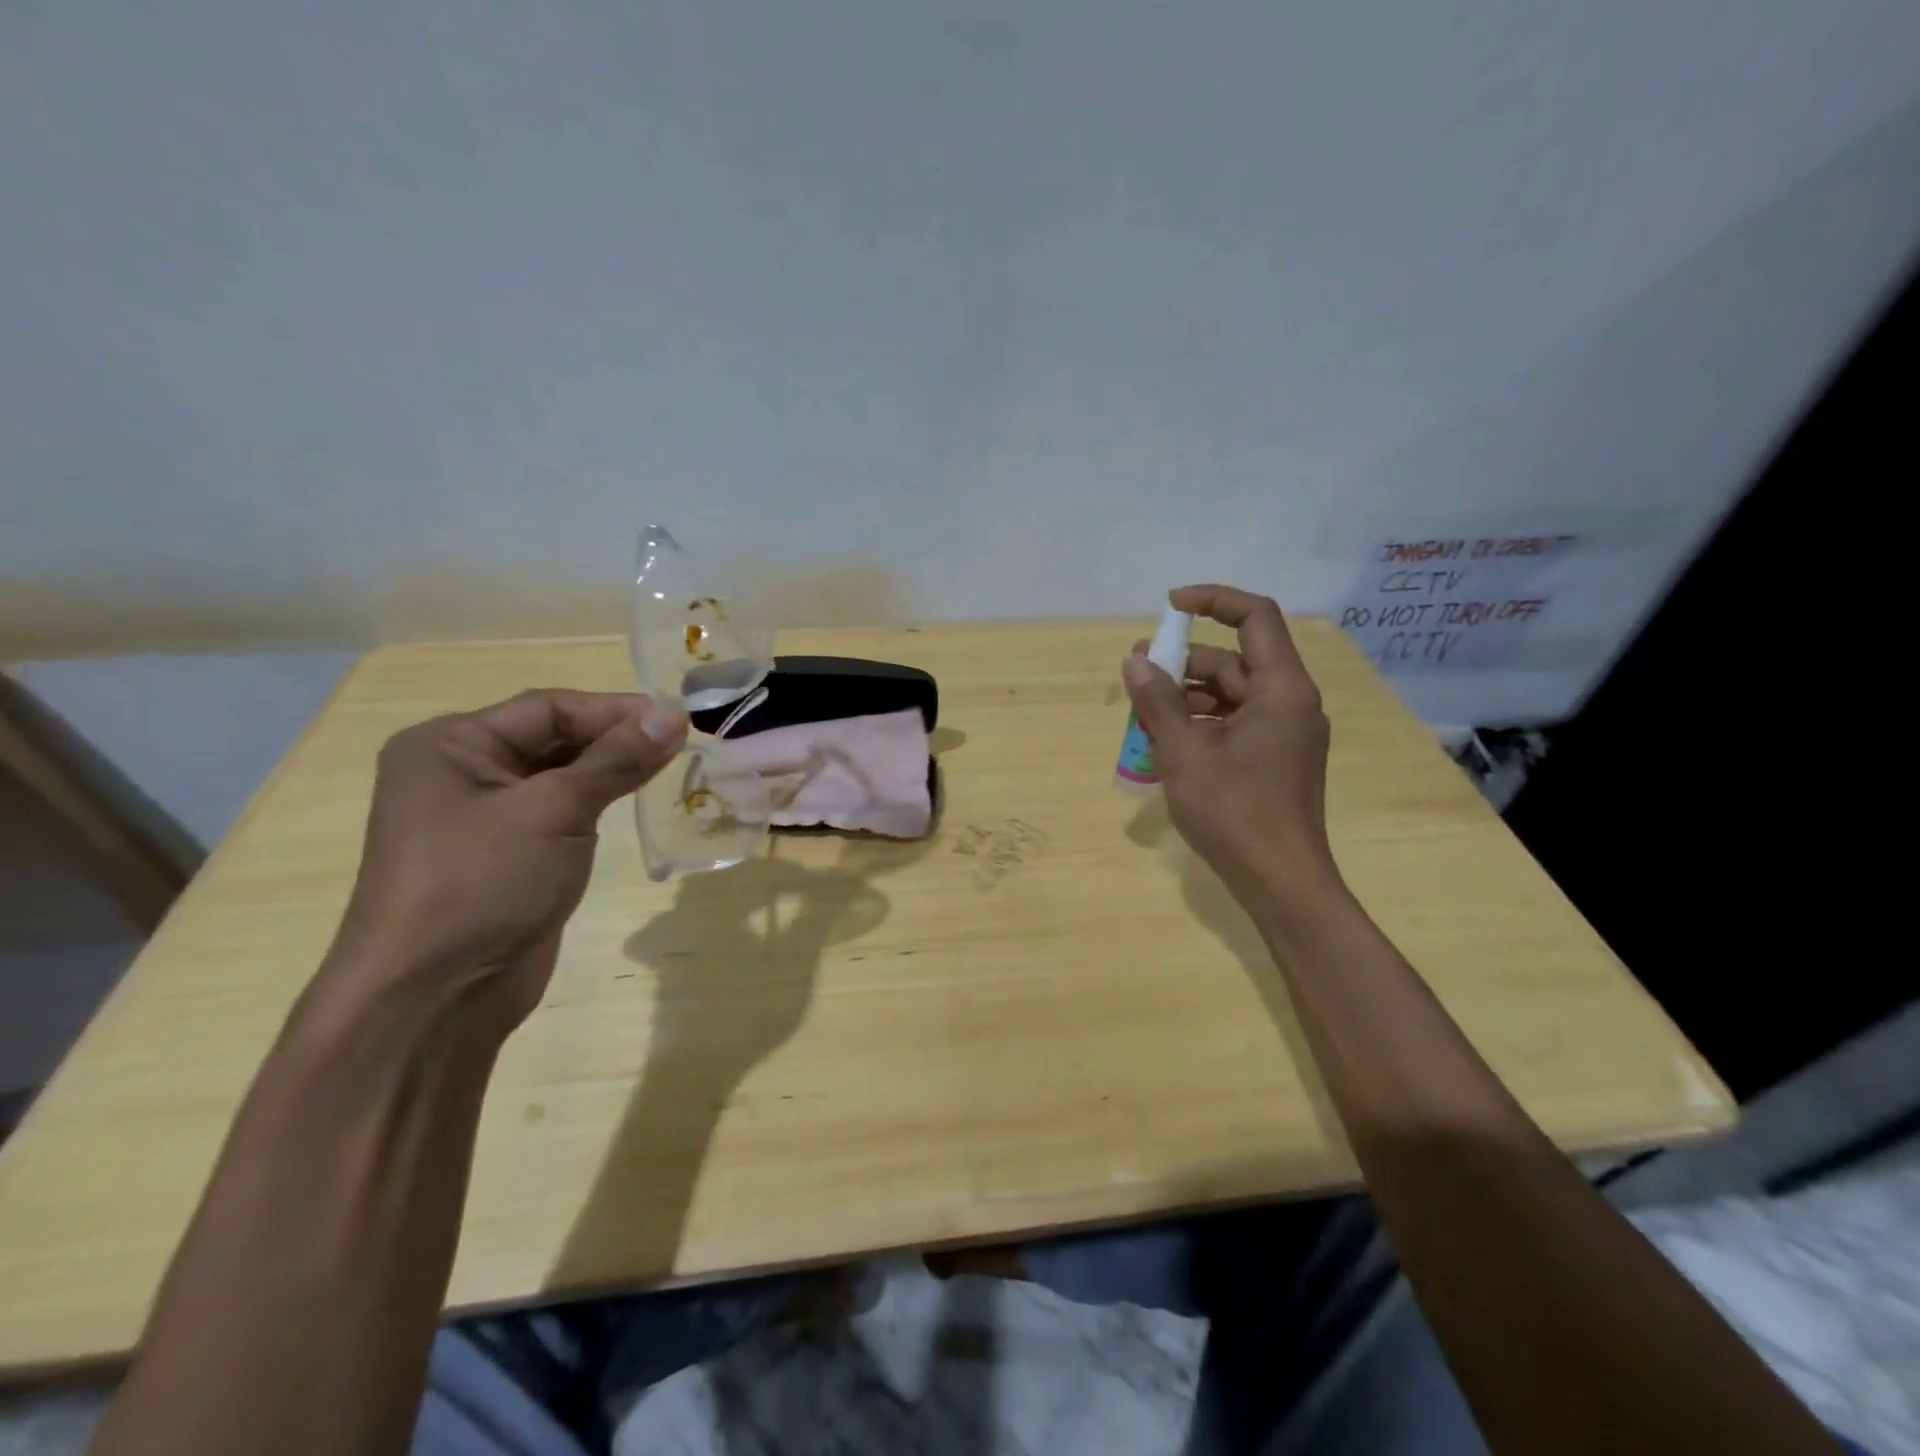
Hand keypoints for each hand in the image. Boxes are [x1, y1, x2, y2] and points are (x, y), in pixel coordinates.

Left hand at [323, 690, 687, 1024]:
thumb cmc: (482, 885)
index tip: (676, 717)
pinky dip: (599, 799)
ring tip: (671, 763)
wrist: (435, 998)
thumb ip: (616, 760)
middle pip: (553, 737)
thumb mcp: (554, 811)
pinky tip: (638, 795)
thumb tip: (672, 714)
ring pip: (561, 774)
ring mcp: (484, 816)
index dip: (614, 709)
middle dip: (616, 737)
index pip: (547, 708)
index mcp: (451, 745)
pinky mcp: (509, 853)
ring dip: (612, 768)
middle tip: (681, 741)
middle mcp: (462, 771)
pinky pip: (560, 810)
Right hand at [1122, 585, 1338, 895]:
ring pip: (1231, 693)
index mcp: (1281, 690)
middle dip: (1185, 661)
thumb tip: (1136, 661)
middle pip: (1235, 659)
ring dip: (1187, 695)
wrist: (1279, 881)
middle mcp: (1290, 702)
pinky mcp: (1274, 757)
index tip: (1170, 606)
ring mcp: (1284, 732)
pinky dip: (1201, 722)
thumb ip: (1158, 701)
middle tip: (1138, 671)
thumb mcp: (1184, 753)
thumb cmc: (1234, 812)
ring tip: (1143, 711)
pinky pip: (1235, 722)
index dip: (1214, 600)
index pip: (1256, 617)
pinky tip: (1166, 740)